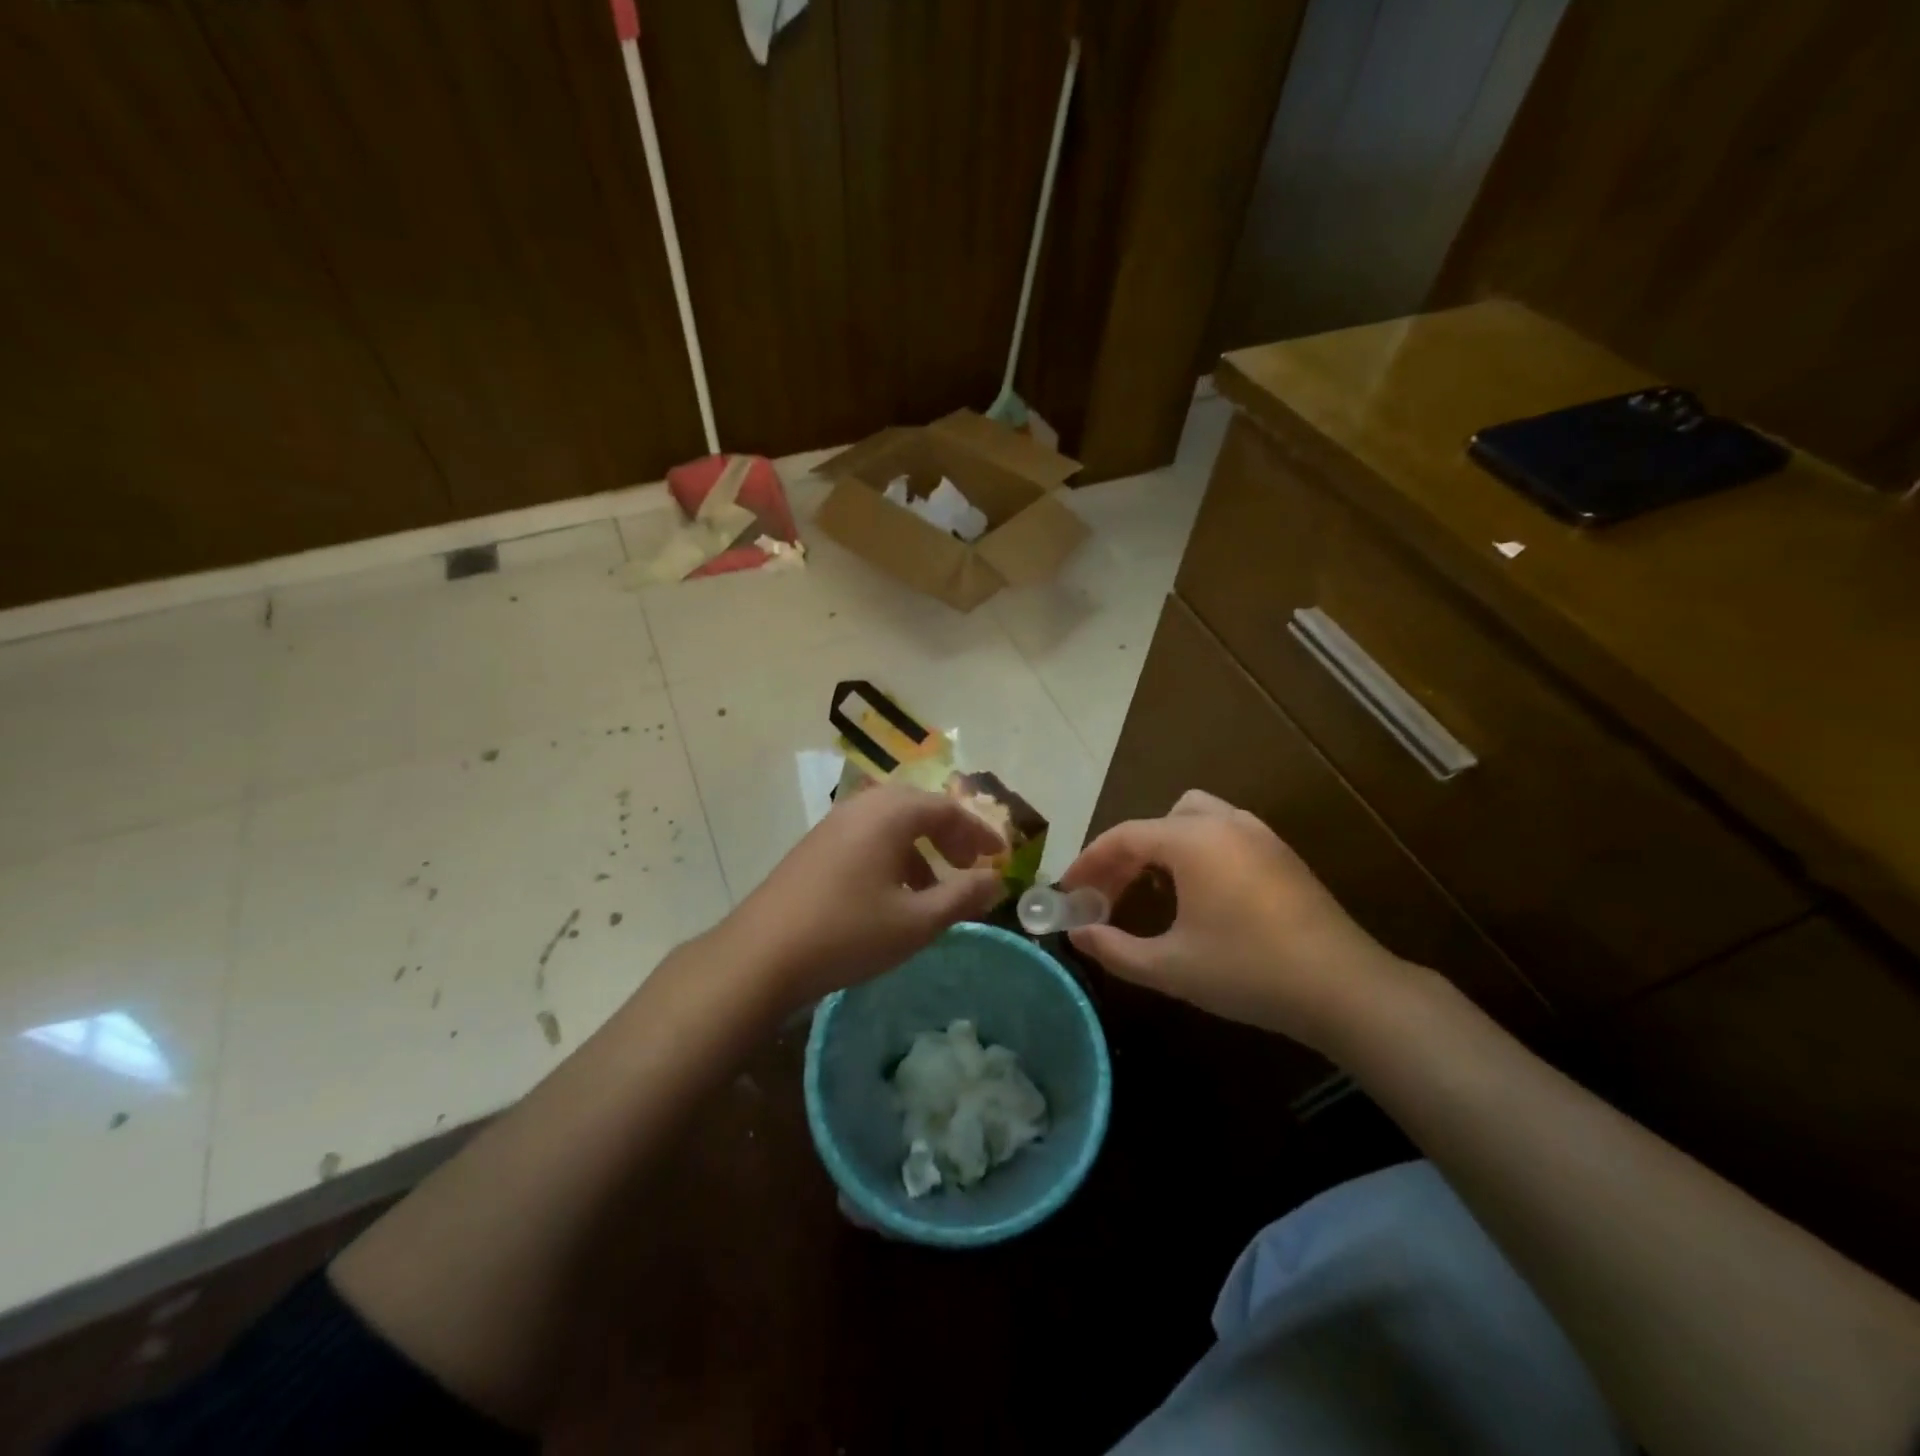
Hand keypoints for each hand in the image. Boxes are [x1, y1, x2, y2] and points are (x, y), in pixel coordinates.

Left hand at [727, 785, 1005, 1010]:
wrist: (761, 955)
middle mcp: (861, 807)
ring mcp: (833, 824)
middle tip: (969, 866)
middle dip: (949, 835)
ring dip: (920, 846)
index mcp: (889, 814)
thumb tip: (996, 880)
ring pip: (890, 822)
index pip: (947, 809)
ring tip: (934, 887)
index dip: (978, 833)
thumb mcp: (915, 922)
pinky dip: (892, 854)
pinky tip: (892, 894)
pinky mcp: (815, 846)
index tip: (999, 858)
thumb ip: (961, 897)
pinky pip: (867, 836)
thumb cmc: (847, 933)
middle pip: (918, 807)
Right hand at [1060, 789, 1408, 1049]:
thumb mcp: (1170, 966)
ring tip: (1149, 888)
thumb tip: (1077, 935)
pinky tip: (1196, 893)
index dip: (1089, 862)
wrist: (1344, 988)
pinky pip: (1222, 833)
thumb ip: (1114, 949)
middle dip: (1125, 854)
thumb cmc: (1248, 971)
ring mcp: (1258, 834)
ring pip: (1193, 819)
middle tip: (1107, 895)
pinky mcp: (1280, 853)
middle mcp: (1223, 823)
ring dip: (1162, 846)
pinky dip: (1195, 851)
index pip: (1123, 837)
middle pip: (1157, 822)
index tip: (1067, 891)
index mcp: (1192, 840)